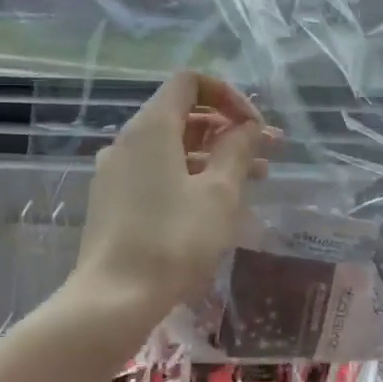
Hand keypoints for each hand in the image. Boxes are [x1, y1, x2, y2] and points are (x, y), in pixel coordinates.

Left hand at [70, 72, 273, 321]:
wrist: (113, 298)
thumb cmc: (173, 240)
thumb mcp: (219, 194)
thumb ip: (237, 151)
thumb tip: (248, 127)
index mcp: (151, 127)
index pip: (190, 83)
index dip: (228, 95)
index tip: (254, 125)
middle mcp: (128, 141)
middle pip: (183, 116)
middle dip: (229, 129)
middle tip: (268, 153)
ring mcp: (116, 172)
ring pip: (173, 148)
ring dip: (215, 156)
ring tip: (255, 179)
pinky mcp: (113, 200)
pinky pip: (157, 172)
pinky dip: (190, 176)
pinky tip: (218, 203)